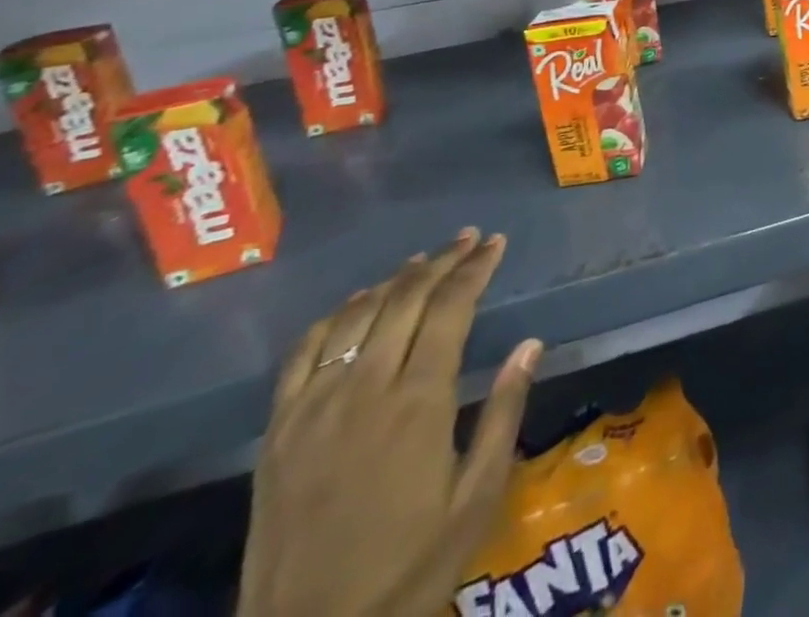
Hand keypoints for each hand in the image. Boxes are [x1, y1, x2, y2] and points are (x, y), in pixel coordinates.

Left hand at [238, 230, 541, 616]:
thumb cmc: (410, 568)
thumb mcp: (476, 497)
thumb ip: (503, 412)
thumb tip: (530, 343)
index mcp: (418, 403)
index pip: (451, 308)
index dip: (475, 269)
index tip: (495, 243)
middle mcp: (364, 391)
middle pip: (405, 300)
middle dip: (441, 262)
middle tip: (467, 239)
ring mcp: (313, 409)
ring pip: (356, 317)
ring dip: (393, 280)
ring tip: (421, 260)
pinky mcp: (277, 433)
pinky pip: (303, 355)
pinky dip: (335, 317)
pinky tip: (356, 305)